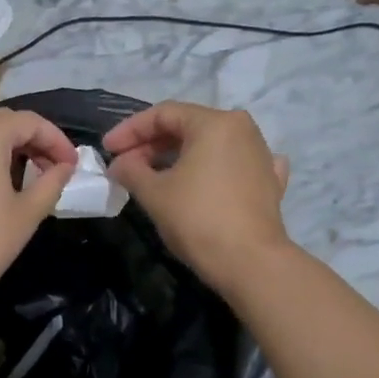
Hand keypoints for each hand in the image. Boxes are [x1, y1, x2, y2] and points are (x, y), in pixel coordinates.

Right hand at [103, 102, 291, 291]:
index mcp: (214, 123)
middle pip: (188, 127)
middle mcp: (242, 129)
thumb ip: (131, 170)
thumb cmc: (198, 219)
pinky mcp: (270, 182)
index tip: (108, 150)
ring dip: (179, 158)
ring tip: (153, 177)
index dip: (129, 130)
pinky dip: (214, 169)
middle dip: (152, 145)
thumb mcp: (153, 193)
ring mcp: (261, 155)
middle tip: (125, 167)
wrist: (250, 263)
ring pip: (211, 146)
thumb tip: (119, 164)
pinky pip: (235, 166)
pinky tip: (206, 179)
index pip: (163, 114)